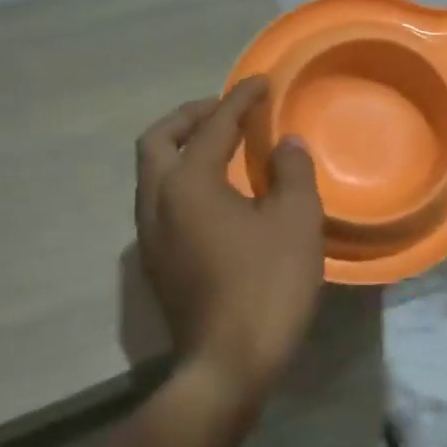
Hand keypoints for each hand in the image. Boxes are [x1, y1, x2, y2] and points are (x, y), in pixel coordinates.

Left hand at [134, 77, 324, 399]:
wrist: (228, 364)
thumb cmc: (267, 285)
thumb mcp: (296, 221)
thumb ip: (292, 172)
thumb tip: (285, 145)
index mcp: (188, 184)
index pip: (213, 127)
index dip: (240, 100)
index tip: (262, 82)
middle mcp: (156, 202)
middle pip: (158, 141)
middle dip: (191, 117)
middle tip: (226, 110)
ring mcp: (150, 236)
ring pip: (153, 173)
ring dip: (183, 149)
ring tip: (224, 147)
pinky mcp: (158, 262)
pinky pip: (162, 201)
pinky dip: (184, 179)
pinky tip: (220, 195)